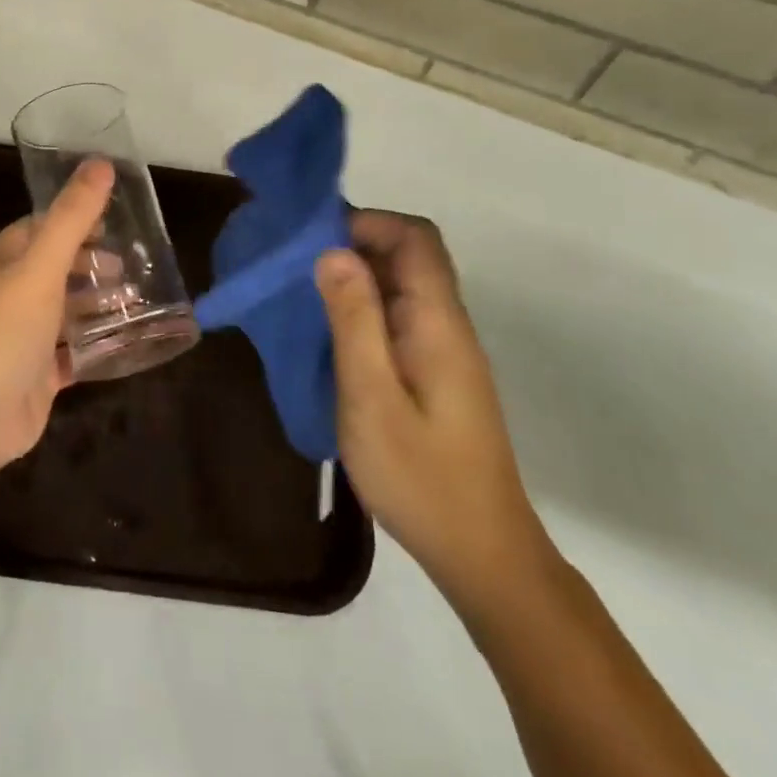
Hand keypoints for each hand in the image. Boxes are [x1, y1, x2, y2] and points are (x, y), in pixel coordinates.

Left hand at [0, 158, 114, 484]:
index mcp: (3, 263)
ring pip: (65, 310)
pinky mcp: (37, 376)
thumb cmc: (3, 332)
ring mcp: (22, 338)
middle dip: (91, 263)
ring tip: (137, 300)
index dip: (73, 220)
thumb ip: (72, 217)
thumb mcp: (40, 266)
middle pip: (55, 269)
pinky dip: (95, 344)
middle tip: (132, 266)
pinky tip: (126, 341)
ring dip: (97, 303)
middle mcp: (9, 295)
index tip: (113, 219)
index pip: (38, 228)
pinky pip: (72, 352)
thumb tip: (101, 163)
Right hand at [316, 211, 555, 615]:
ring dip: (353, 277)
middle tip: (295, 264)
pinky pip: (396, 315)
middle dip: (352, 244)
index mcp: (438, 321)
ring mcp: (441, 348)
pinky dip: (360, 308)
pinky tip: (326, 332)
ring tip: (300, 292)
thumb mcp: (371, 397)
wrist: (482, 554)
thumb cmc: (421, 477)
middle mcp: (445, 323)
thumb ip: (354, 320)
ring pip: (400, 285)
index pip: (415, 238)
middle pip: (407, 255)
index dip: (367, 222)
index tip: (314, 238)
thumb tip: (333, 251)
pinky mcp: (433, 371)